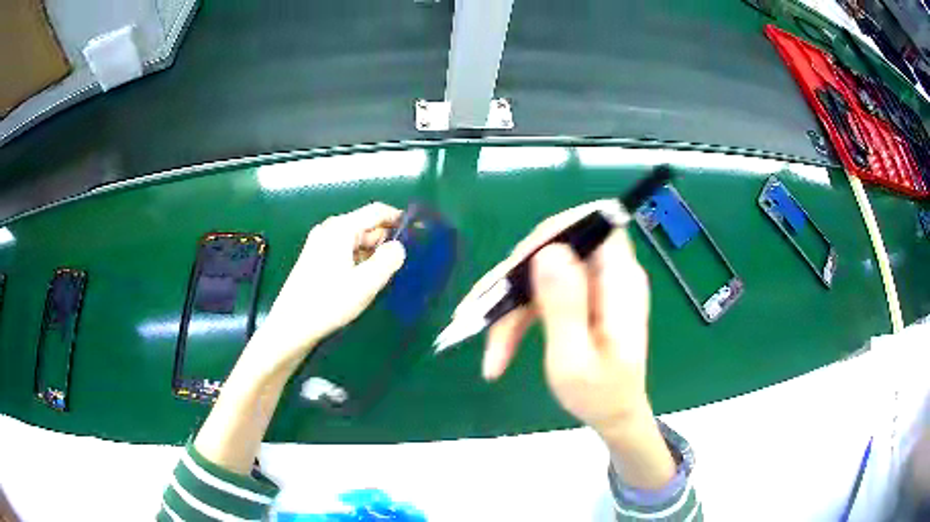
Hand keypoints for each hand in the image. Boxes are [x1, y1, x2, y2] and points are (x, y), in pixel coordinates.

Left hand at [247, 202, 405, 375]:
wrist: (291, 327)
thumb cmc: (328, 303)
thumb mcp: (365, 283)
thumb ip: (388, 261)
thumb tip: (399, 247)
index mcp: (341, 228)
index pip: (376, 212)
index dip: (399, 218)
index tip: (419, 233)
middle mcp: (330, 230)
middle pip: (366, 226)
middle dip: (387, 240)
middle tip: (406, 261)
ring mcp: (321, 244)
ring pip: (357, 241)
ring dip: (374, 253)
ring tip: (389, 274)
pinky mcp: (316, 260)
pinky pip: (346, 252)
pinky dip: (360, 261)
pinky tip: (367, 280)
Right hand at [471, 201, 651, 433]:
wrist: (615, 416)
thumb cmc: (600, 396)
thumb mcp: (575, 360)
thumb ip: (564, 306)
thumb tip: (548, 251)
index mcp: (620, 281)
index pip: (591, 224)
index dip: (550, 233)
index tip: (515, 267)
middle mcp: (610, 274)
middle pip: (555, 248)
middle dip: (516, 280)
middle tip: (483, 315)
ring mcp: (594, 285)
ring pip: (541, 272)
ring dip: (510, 305)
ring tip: (491, 348)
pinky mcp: (581, 298)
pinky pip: (542, 291)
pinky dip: (519, 314)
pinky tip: (500, 343)